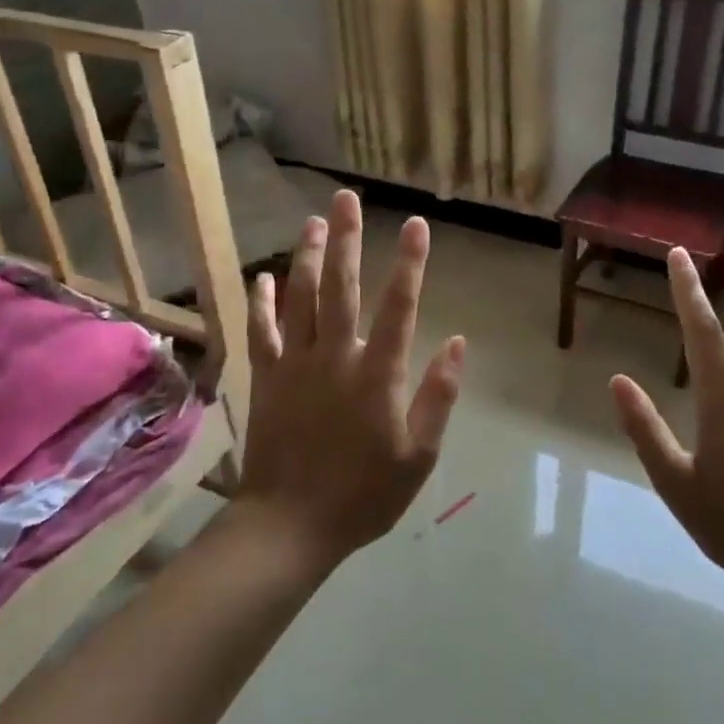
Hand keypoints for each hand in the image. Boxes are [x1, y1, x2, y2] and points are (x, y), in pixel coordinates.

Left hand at [238, 189, 465, 567]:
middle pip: (341, 287)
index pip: (399, 306)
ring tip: (313, 221)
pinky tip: (264, 277)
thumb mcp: (419, 455)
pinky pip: (262, 331)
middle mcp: (335, 356)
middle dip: (346, 239)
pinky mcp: (267, 378)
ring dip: (308, 256)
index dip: (410, 262)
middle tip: (345, 198)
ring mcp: (295, 364)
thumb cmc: (363, 494)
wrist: (290, 525)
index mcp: (378, 374)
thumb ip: (440, 396)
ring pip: (300, 298)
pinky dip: (262, 302)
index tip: (416, 224)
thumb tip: (460, 342)